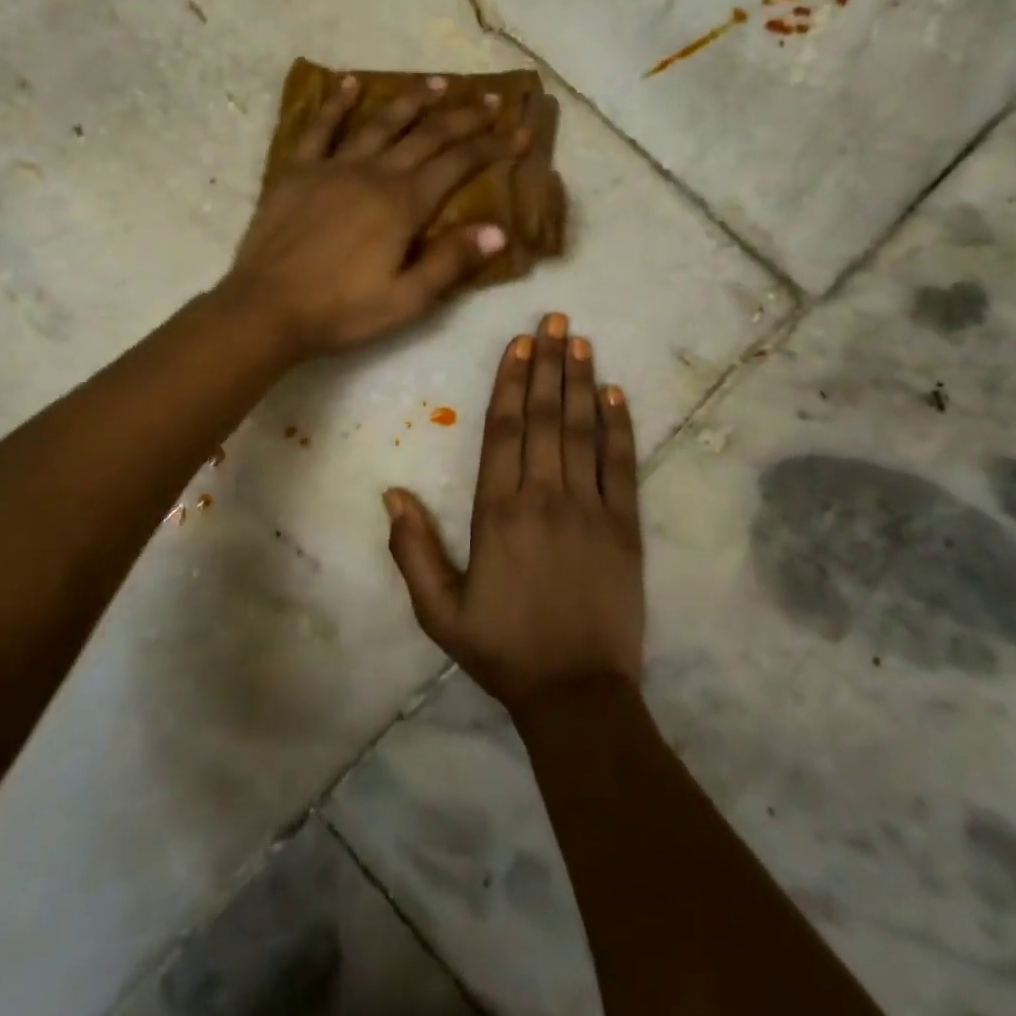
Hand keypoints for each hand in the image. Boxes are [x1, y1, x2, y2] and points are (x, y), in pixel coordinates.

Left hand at [224, 74, 532, 358]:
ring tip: (438, 83)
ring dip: (412, 100)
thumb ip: (450, 262)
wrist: (266, 309)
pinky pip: (320, 128)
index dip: (493, 147)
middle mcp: (374, 173)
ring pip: (380, 122)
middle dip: (464, 117)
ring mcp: (333, 167)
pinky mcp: (297, 171)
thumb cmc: (340, 311)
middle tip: (491, 101)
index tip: (520, 134)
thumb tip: (499, 231)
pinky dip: (337, 103)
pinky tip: (350, 83)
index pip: (459, 164)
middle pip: (426, 135)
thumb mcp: (406, 300)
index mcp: (404, 204)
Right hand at [385, 314, 643, 713]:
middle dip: (547, 364)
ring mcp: (589, 509)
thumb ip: (413, 551)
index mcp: (497, 512)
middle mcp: (544, 498)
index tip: (516, 344)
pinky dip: (620, 427)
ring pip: (583, 431)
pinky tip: (617, 394)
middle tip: (554, 320)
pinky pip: (621, 466)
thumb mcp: (439, 612)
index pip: (503, 430)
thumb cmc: (503, 650)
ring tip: (580, 342)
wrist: (576, 694)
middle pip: (545, 417)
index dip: (510, 382)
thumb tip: (391, 495)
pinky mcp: (624, 527)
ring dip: (581, 383)